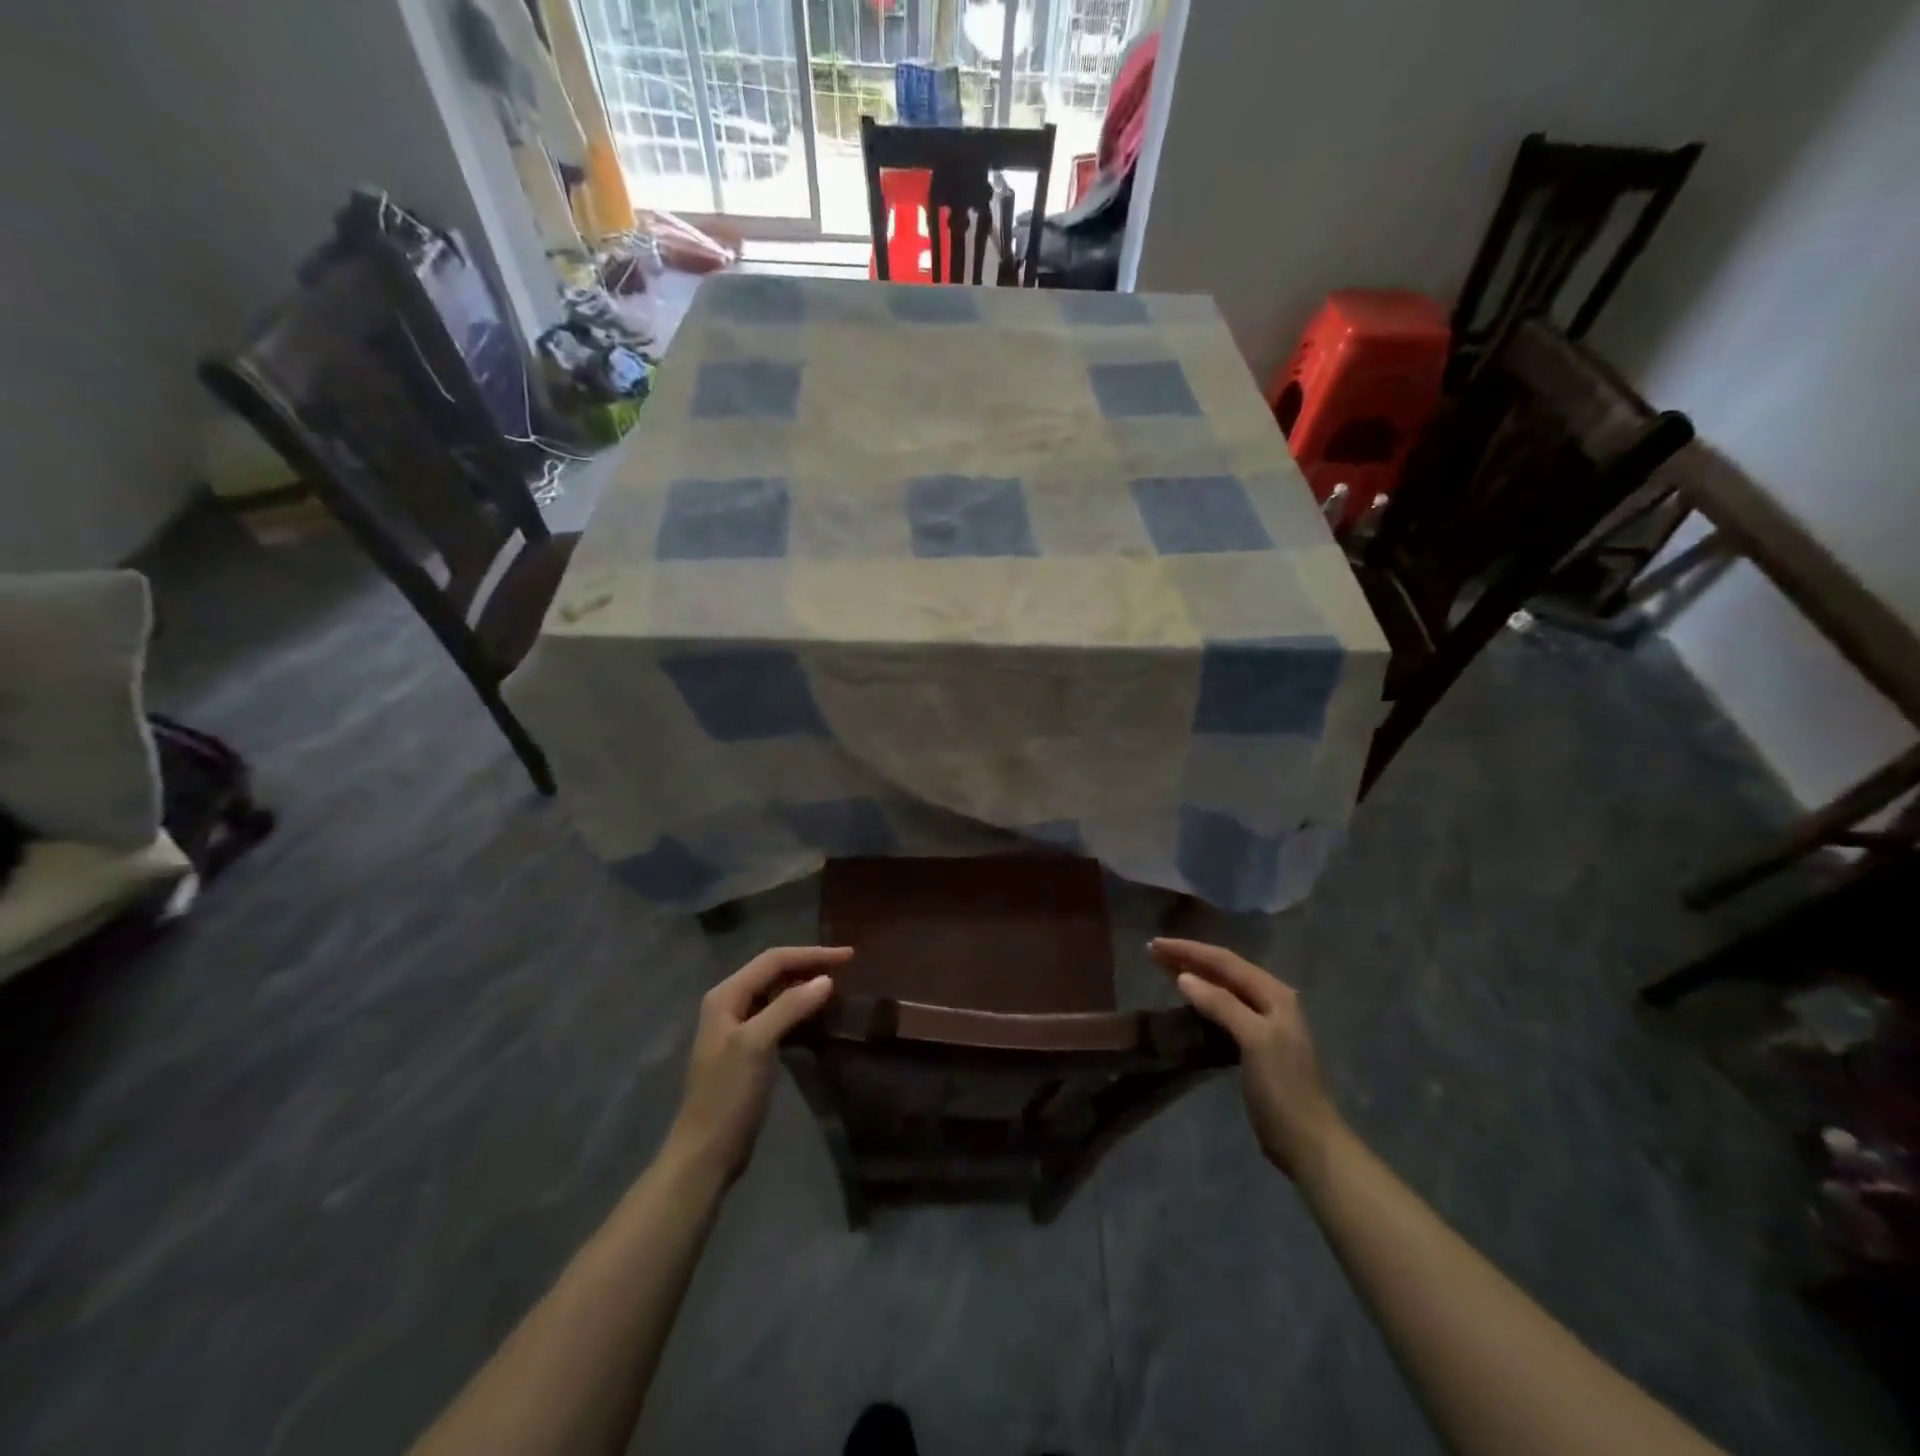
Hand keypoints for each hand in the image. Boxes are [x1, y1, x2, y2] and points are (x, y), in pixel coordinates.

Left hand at [664, 945, 850, 1182]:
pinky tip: (818, 1014)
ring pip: (777, 992)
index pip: (774, 960)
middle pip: (774, 971)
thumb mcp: (756, 1045)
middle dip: (810, 965)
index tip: (848, 955)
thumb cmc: (728, 1095)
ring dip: (805, 985)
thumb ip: (789, 1007)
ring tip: (837, 984)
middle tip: (847, 966)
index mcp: (726, 995)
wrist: (706, 1152)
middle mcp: (729, 1003)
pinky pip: (778, 1015)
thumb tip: (827, 979)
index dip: (812, 954)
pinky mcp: (748, 1049)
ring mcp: (737, 1027)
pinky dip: (800, 1008)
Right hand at [1150, 938, 1339, 1176]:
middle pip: (1223, 970)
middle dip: (1188, 958)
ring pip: (1221, 987)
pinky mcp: (1253, 1042)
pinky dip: (1201, 998)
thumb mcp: (1254, 1040)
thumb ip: (1222, 1005)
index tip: (1155, 945)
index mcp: (1273, 993)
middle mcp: (1269, 1000)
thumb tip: (1183, 977)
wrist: (1306, 1141)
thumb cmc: (1282, 1088)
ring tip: (1162, 968)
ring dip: (1193, 974)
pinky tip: (1186, 998)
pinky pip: (1221, 1007)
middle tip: (1153, 951)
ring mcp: (1262, 1021)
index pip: (1224, 961)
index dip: (1189, 950)